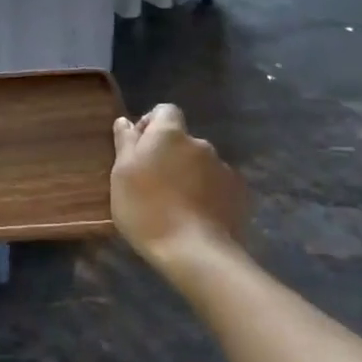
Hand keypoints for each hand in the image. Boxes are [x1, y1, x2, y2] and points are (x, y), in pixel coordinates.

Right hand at [110, 104, 247, 269]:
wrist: (193, 251)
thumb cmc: (146, 208)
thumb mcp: (122, 175)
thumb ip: (125, 142)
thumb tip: (125, 121)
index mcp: (170, 134)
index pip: (164, 110)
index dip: (151, 124)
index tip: (138, 148)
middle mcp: (200, 143)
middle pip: (182, 140)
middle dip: (169, 154)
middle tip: (153, 182)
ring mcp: (223, 168)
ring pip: (200, 163)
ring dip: (189, 174)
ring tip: (176, 203)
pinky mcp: (239, 193)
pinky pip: (218, 184)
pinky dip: (207, 192)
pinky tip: (196, 215)